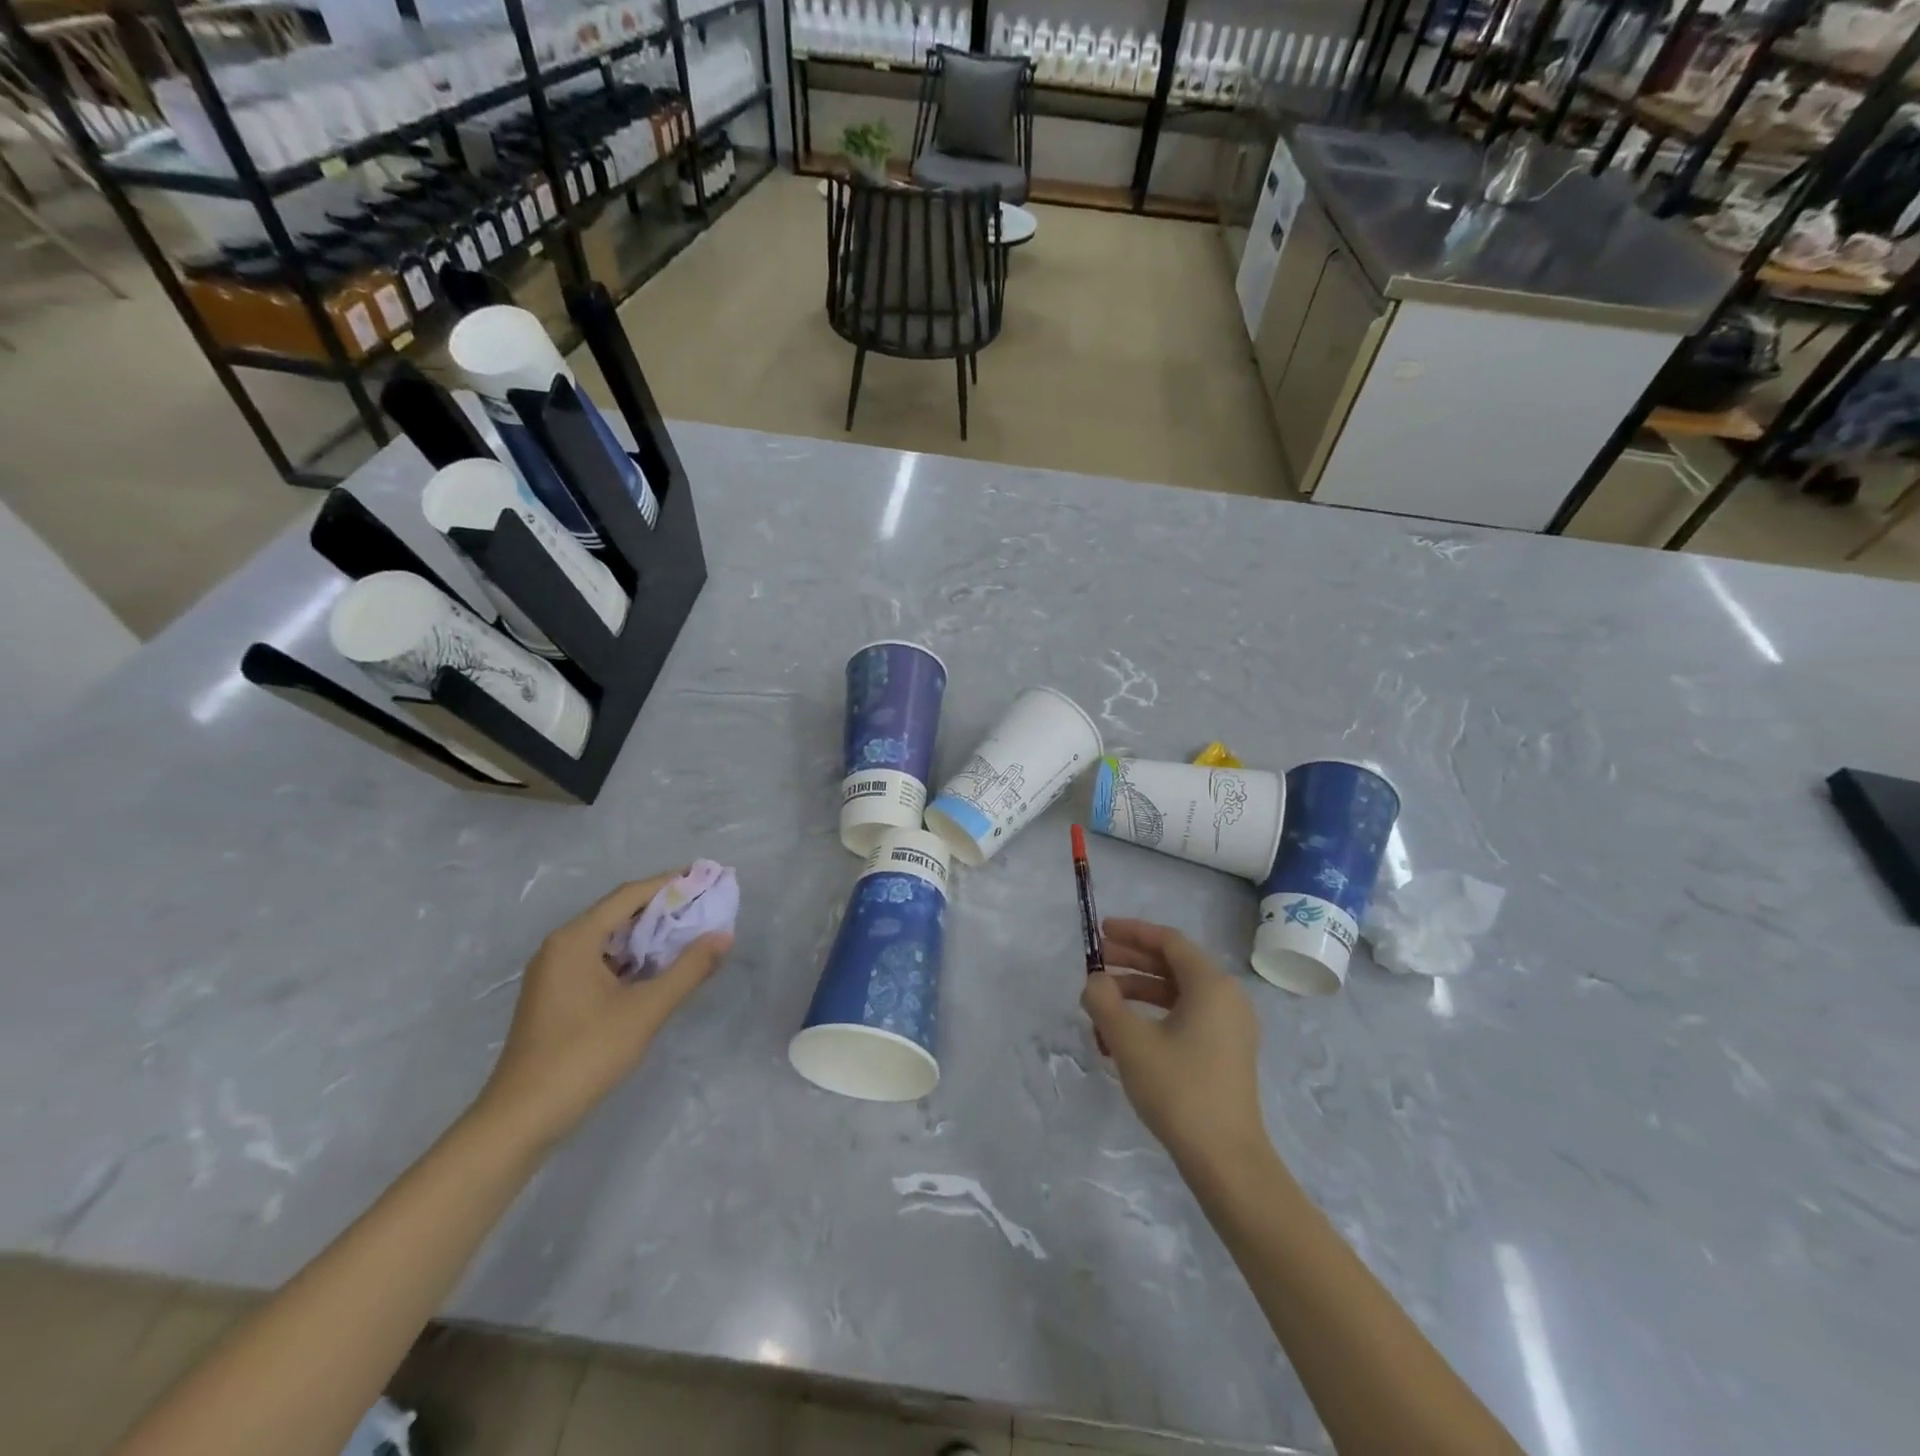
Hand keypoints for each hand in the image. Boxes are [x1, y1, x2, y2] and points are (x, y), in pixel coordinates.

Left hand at [474, 873, 732, 1151]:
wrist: (521, 1119)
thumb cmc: (584, 1055)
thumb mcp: (646, 1010)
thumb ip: (689, 969)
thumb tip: (724, 935)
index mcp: (576, 939)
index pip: (630, 895)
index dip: (671, 883)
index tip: (706, 878)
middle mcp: (561, 946)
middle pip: (619, 913)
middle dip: (663, 909)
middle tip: (705, 907)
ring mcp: (555, 972)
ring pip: (610, 940)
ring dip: (649, 936)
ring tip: (691, 935)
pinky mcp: (557, 996)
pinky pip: (600, 961)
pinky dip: (632, 959)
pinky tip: (658, 970)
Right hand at [1082, 918, 1267, 1180]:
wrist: (1226, 1160)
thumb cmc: (1179, 1090)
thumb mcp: (1130, 1041)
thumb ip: (1104, 1001)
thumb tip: (1094, 982)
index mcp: (1211, 985)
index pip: (1169, 941)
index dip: (1132, 932)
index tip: (1100, 931)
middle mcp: (1227, 997)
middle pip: (1174, 964)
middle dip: (1131, 961)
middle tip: (1095, 964)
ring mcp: (1230, 1027)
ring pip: (1178, 993)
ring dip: (1138, 991)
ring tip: (1102, 1003)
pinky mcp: (1226, 1052)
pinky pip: (1186, 1017)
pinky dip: (1154, 1016)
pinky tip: (1124, 1034)